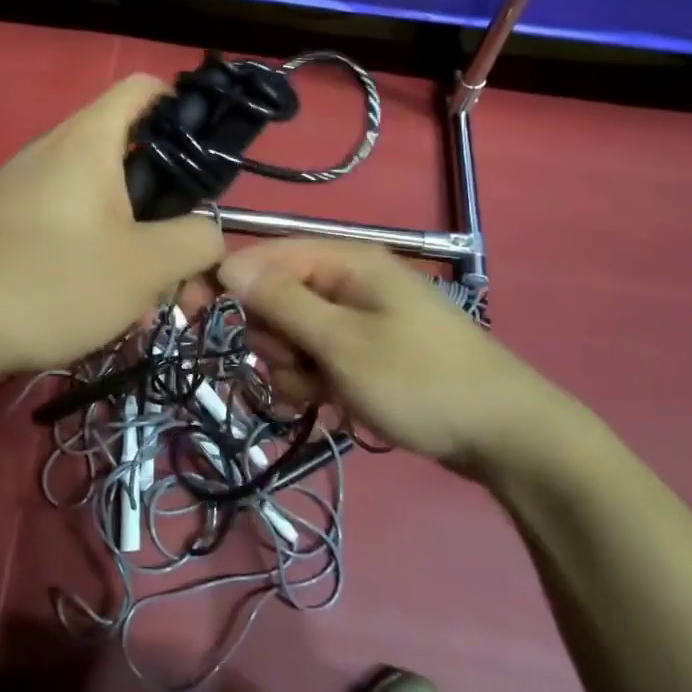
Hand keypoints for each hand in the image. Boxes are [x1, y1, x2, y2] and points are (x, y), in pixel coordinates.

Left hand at [0, 75, 224, 383]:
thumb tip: (211, 230)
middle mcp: (52, 150)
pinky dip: (94, 255)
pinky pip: (65, 224)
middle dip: (165, 210)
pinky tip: (99, 308)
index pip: (144, 88)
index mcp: (88, 140)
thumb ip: (196, 240)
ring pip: (99, 202)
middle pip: (129, 157)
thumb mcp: (146, 267)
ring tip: (142, 302)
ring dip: (132, 244)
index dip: (184, 107)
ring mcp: (22, 186)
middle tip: (180, 263)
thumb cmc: (54, 282)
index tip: (206, 158)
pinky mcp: (4, 222)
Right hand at [217, 238, 584, 476]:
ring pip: (291, 334)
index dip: (223, 280)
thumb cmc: (420, 381)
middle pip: (274, 297)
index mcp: (344, 262)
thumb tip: (228, 264)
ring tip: (321, 391)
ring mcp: (358, 318)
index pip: (263, 255)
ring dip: (291, 366)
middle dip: (271, 336)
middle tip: (294, 364)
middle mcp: (347, 281)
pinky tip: (330, 402)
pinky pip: (316, 357)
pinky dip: (313, 380)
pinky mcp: (365, 351)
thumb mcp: (342, 342)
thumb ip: (282, 302)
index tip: (186, 311)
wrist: (506, 436)